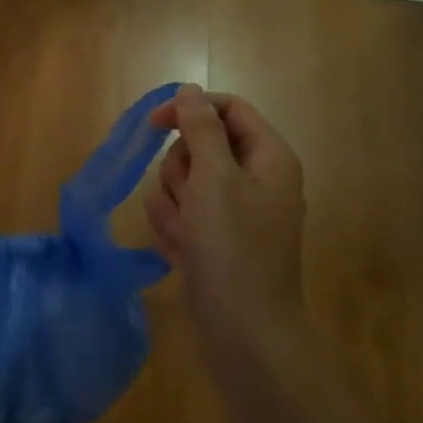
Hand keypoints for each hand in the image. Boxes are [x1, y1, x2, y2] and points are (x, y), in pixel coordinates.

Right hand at [147, 84, 306, 350]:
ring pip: (184, 179)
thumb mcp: (214, 177)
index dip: (189, 108)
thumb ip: (200, 127)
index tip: (154, 123)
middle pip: (200, 144)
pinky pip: (182, 212)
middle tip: (189, 197)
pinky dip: (175, 227)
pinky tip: (182, 250)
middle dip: (181, 169)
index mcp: (268, 156)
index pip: (227, 108)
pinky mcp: (215, 237)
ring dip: (174, 202)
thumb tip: (190, 90)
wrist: (243, 332)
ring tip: (186, 232)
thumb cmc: (232, 247)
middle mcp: (254, 178)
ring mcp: (234, 211)